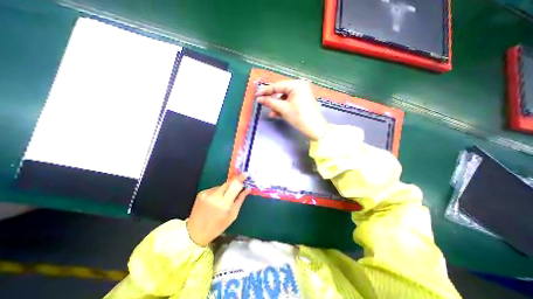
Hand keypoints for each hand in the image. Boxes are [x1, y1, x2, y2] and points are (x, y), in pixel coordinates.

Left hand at [188, 174, 249, 245]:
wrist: (195, 232)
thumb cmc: (218, 226)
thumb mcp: (233, 215)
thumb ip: (240, 199)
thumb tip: (247, 189)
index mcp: (224, 204)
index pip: (235, 185)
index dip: (241, 179)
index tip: (245, 174)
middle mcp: (215, 196)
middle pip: (228, 182)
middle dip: (235, 182)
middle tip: (240, 183)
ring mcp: (207, 193)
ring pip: (222, 186)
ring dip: (226, 189)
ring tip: (225, 198)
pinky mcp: (201, 193)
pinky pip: (215, 189)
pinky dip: (219, 192)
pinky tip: (216, 200)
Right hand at [255, 78, 326, 139]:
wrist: (314, 128)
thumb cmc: (299, 116)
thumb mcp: (283, 109)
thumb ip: (270, 102)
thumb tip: (259, 99)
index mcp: (297, 84)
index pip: (277, 86)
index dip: (266, 91)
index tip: (257, 95)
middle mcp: (300, 86)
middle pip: (281, 92)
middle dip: (272, 100)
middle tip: (263, 103)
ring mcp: (302, 93)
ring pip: (285, 98)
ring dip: (277, 106)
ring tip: (272, 113)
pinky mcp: (302, 100)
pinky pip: (290, 101)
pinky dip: (284, 107)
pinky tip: (277, 114)